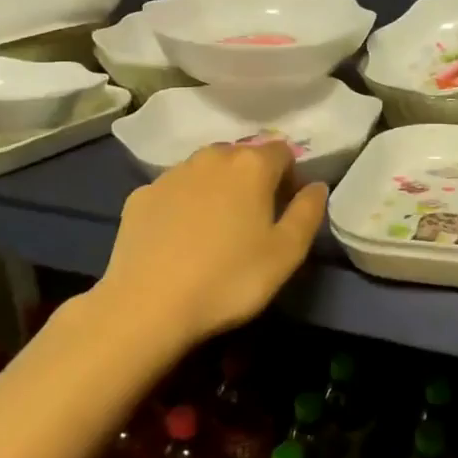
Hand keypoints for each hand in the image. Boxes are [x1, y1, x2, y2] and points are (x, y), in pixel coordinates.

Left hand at [93, 141, 326, 350]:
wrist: (147, 306)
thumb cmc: (229, 279)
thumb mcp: (287, 253)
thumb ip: (308, 212)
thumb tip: (316, 186)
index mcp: (251, 165)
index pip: (282, 152)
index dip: (290, 177)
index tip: (287, 209)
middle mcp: (211, 157)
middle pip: (242, 156)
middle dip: (253, 179)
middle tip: (254, 220)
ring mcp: (171, 174)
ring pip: (205, 170)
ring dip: (217, 188)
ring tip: (216, 229)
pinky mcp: (140, 195)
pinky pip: (174, 191)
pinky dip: (184, 204)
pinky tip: (180, 238)